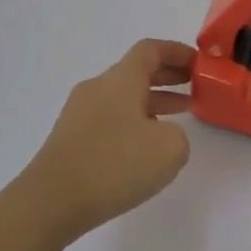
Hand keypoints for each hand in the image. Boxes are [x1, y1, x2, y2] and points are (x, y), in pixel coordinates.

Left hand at [22, 40, 195, 239]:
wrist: (51, 201)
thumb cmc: (115, 165)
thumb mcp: (170, 148)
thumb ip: (179, 133)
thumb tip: (163, 134)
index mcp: (121, 80)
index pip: (150, 50)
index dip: (177, 52)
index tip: (199, 63)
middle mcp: (97, 89)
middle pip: (136, 71)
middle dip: (168, 76)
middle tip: (195, 87)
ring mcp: (79, 114)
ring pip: (123, 97)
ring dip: (153, 101)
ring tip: (179, 116)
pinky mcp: (70, 139)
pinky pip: (110, 118)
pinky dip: (134, 121)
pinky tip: (146, 146)